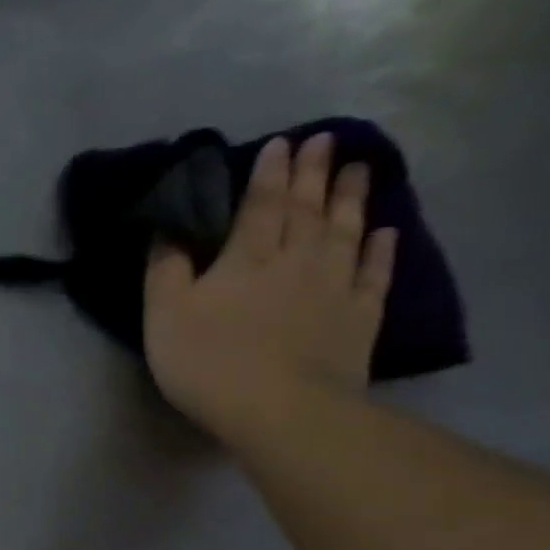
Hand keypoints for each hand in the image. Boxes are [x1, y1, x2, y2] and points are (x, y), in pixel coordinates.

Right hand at [143, 133, 396, 443]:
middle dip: (312, 173)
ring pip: (346, 231)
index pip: (260, 205)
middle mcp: (297, 260)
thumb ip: (165, 270)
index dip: (268, 174)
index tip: (280, 144)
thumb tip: (168, 232)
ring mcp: (335, 286)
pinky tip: (385, 231)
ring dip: (351, 198)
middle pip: (307, 209)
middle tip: (324, 140)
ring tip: (358, 168)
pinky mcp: (359, 316)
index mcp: (246, 258)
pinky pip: (373, 274)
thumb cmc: (209, 361)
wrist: (281, 409)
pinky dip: (381, 249)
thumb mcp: (165, 316)